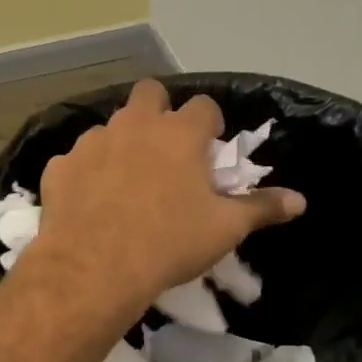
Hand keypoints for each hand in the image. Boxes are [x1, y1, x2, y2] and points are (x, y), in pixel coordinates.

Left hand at [31, 79, 305, 315]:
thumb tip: (300, 201)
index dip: (209, 124)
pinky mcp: (60, 167)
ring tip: (125, 180)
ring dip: (121, 143)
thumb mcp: (224, 229)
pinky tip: (89, 200)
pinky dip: (85, 173)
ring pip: (110, 126)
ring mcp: (93, 142)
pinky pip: (75, 160)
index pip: (203, 106)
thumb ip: (261, 208)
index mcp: (180, 134)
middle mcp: (135, 125)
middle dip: (160, 111)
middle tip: (164, 150)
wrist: (95, 267)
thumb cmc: (169, 243)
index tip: (209, 148)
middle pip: (150, 93)